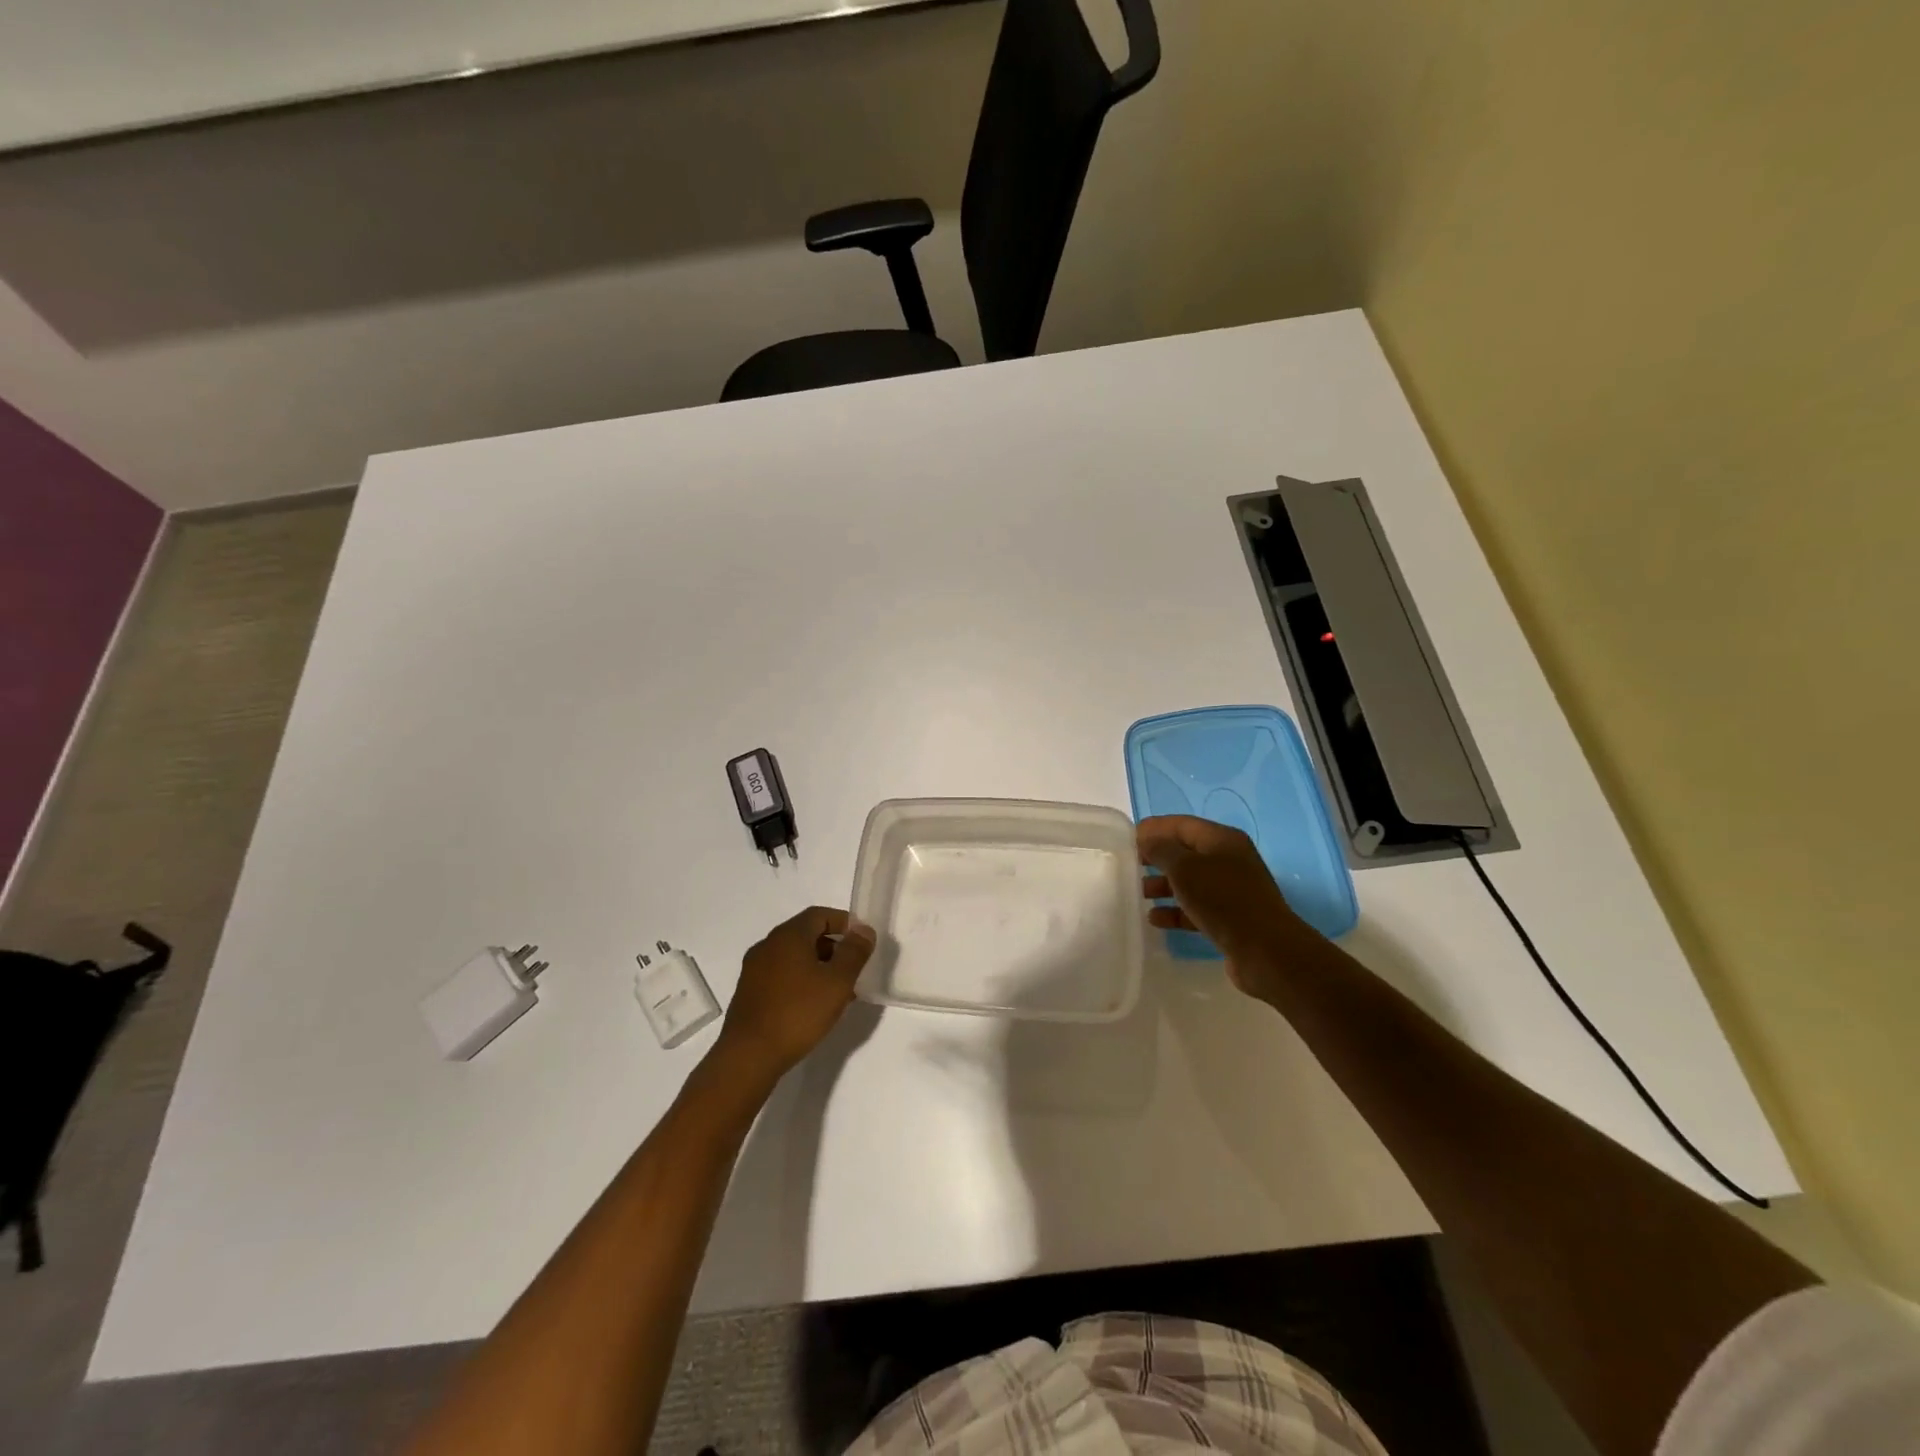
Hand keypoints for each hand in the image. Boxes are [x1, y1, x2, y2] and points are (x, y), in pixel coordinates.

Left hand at [715, 906, 875, 1078]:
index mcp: (788, 936)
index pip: (819, 915)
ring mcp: (754, 970)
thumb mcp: (837, 982)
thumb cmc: (798, 1012)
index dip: (844, 922)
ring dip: (818, 966)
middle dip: (833, 947)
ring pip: (794, 957)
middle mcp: (767, 946)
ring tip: (838, 992)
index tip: (862, 941)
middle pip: (806, 935)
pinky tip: (813, 1006)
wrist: (749, 1056)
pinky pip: (781, 975)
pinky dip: (801, 980)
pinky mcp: (749, 992)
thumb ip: (854, 952)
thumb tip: (864, 930)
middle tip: (854, 969)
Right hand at [1137, 815, 1311, 999]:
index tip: (1127, 840)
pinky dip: (1176, 910)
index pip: (1181, 824)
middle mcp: (1228, 860)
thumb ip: (1161, 850)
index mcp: (1222, 840)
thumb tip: (1147, 839)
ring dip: (1163, 885)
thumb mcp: (1185, 869)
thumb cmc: (1223, 900)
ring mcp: (1231, 890)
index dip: (1154, 829)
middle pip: (1185, 852)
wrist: (1266, 951)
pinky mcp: (1230, 917)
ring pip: (1190, 881)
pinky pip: (1196, 907)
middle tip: (1129, 867)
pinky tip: (1156, 919)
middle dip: (1157, 858)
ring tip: (1139, 894)